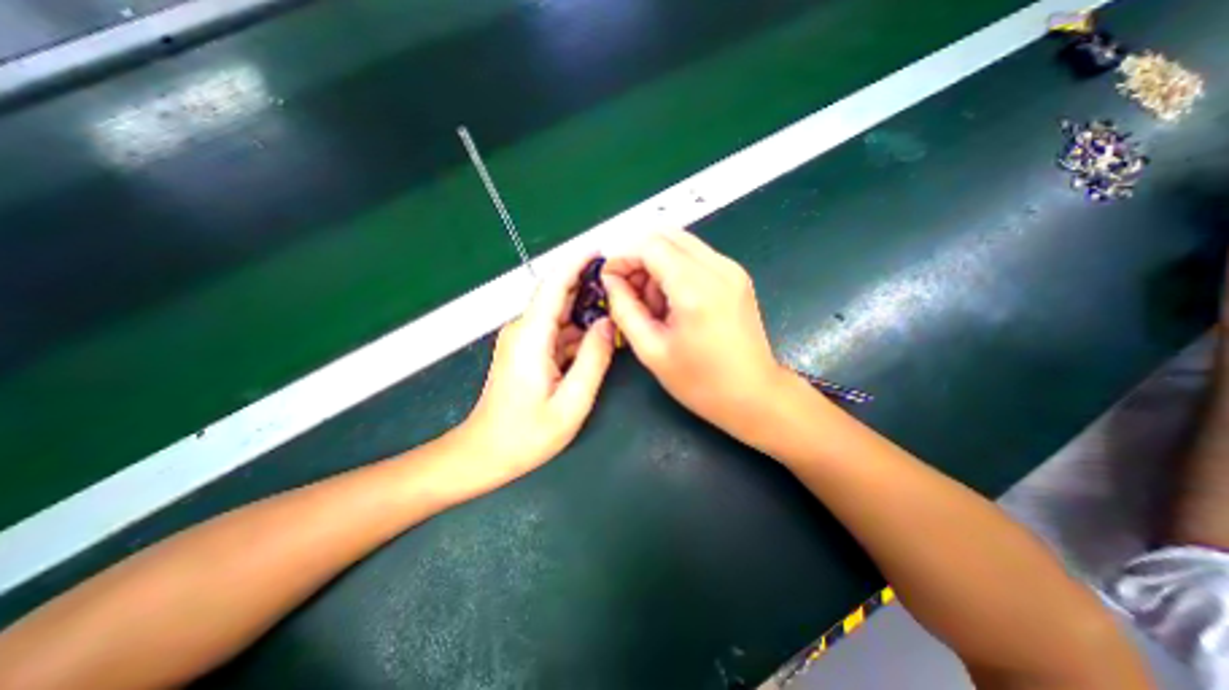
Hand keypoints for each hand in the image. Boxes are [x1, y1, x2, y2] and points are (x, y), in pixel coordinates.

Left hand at [457, 257, 614, 493]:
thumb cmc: (526, 434)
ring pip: (560, 315)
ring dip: (586, 309)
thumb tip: (607, 323)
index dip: (576, 263)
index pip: (554, 285)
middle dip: (589, 285)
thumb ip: (593, 360)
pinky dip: (578, 330)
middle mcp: (524, 330)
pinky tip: (599, 336)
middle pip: (558, 296)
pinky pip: (557, 332)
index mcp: (532, 336)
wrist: (485, 453)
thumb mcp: (571, 402)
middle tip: (623, 284)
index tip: (600, 251)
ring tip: (618, 308)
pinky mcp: (527, 351)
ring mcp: (524, 340)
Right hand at [601, 230, 791, 439]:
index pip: (650, 246)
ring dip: (657, 263)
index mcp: (695, 289)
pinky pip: (696, 256)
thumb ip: (624, 309)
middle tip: (628, 290)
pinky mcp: (737, 275)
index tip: (608, 278)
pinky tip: (673, 300)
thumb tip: (610, 280)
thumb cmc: (700, 382)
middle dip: (638, 257)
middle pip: (666, 235)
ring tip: (652, 302)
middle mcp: (718, 268)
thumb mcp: (651, 350)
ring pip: (681, 243)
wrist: (754, 395)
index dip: (622, 257)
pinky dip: (675, 268)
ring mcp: (731, 269)